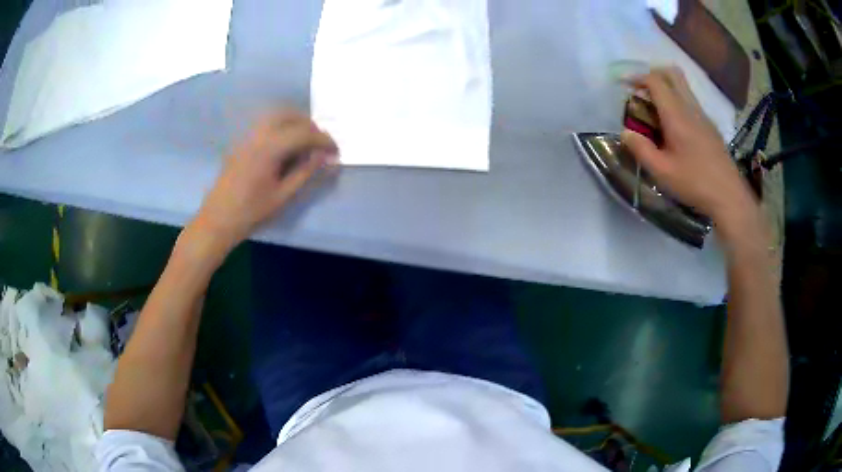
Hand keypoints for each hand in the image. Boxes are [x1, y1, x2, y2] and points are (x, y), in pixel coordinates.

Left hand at [188, 110, 337, 256]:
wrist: (218, 220)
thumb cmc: (251, 212)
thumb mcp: (283, 195)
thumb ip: (305, 172)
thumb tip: (326, 157)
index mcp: (270, 147)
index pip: (304, 133)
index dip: (324, 140)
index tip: (337, 151)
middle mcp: (258, 135)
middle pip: (290, 116)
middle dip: (310, 127)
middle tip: (322, 145)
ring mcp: (248, 137)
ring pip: (276, 117)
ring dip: (295, 123)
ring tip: (307, 143)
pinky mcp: (242, 143)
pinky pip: (266, 125)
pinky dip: (282, 127)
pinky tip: (286, 146)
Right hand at [620, 67, 756, 228]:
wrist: (729, 197)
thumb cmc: (695, 183)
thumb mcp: (662, 172)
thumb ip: (641, 149)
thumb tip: (625, 132)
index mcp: (676, 114)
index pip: (655, 80)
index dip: (637, 77)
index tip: (624, 85)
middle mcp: (690, 107)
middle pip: (672, 73)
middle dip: (653, 74)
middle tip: (641, 89)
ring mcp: (703, 115)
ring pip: (683, 86)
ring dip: (666, 87)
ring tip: (655, 109)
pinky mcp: (710, 126)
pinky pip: (690, 101)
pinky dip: (677, 101)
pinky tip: (674, 126)